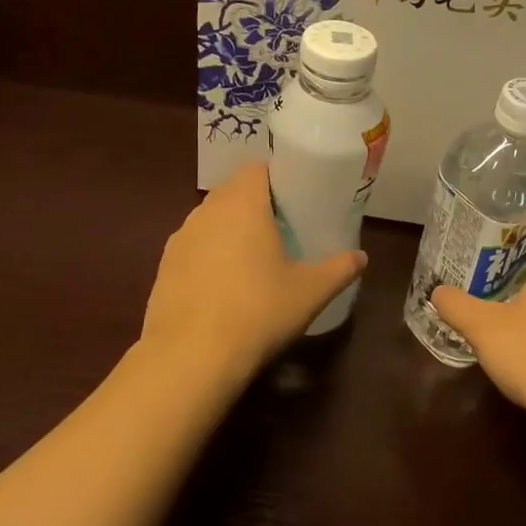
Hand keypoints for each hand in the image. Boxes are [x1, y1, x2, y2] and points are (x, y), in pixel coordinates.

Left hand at [142, 162, 366, 379]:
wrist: (191, 357)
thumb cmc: (258, 312)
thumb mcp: (310, 292)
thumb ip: (339, 269)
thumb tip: (361, 258)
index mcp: (242, 204)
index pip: (256, 168)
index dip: (277, 176)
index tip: (296, 196)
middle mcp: (206, 212)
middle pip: (232, 191)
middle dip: (255, 203)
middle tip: (283, 226)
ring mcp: (180, 239)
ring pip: (210, 220)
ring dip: (230, 229)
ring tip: (254, 256)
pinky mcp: (164, 268)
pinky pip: (194, 248)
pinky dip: (210, 255)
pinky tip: (225, 285)